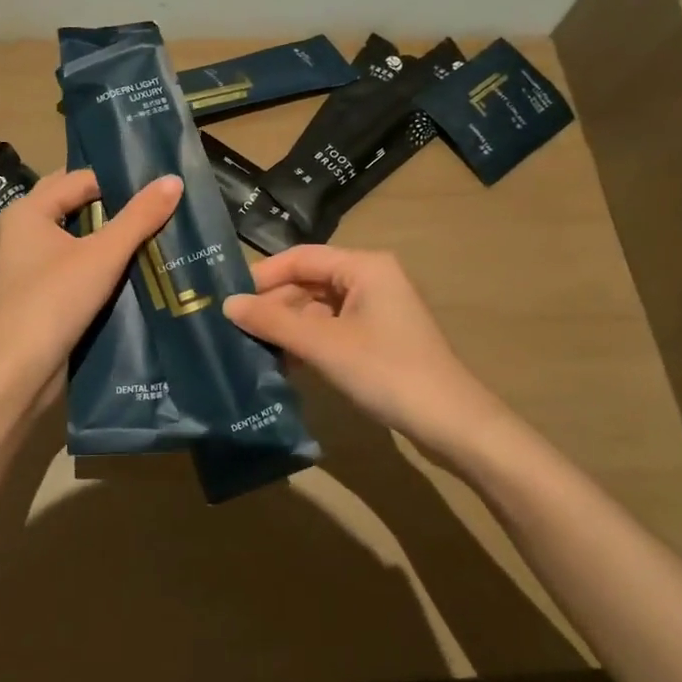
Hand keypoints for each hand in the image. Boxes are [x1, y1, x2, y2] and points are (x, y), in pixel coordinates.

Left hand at [0, 169, 182, 398]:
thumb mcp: (104, 254)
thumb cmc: (56, 300)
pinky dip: (96, 259)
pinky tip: (128, 266)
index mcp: (28, 210)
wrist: (20, 370)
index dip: (118, 181)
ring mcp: (27, 262)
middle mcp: (22, 229)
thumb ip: (139, 217)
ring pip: (74, 234)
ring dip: (107, 233)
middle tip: (156, 206)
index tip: (157, 188)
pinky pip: (71, 261)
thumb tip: (174, 180)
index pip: (80, 179)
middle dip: (112, 204)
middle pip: (74, 203)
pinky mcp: (37, 290)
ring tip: (150, 232)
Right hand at [224, 246, 507, 461]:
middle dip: (274, 304)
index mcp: (364, 266)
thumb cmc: (387, 372)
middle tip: (236, 330)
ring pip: (319, 307)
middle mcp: (371, 278)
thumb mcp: (324, 346)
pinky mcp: (379, 336)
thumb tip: (228, 305)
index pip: (300, 257)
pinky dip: (309, 341)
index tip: (229, 299)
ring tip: (253, 347)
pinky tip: (285, 363)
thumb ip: (274, 322)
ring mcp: (377, 308)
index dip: (263, 276)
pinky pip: (333, 327)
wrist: (453, 423)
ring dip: (289, 326)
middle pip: (309, 281)